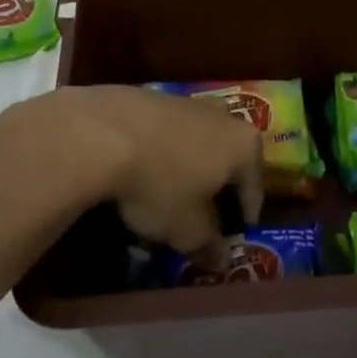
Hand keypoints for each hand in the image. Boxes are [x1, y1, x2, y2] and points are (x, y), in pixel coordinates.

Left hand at [6, 86, 264, 264]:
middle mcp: (222, 116)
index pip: (254, 189)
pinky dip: (160, 152)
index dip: (244, 218)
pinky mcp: (151, 96)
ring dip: (187, 167)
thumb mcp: (187, 229)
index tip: (233, 238)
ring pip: (196, 142)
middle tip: (201, 216)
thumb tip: (221, 260)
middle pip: (227, 159)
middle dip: (216, 187)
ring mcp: (186, 101)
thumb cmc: (160, 183)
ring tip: (167, 195)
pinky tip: (141, 171)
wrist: (102, 132)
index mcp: (243, 145)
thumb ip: (208, 245)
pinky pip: (165, 133)